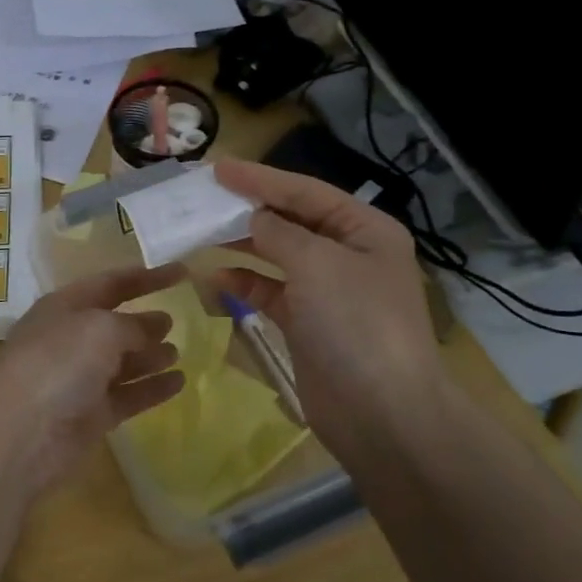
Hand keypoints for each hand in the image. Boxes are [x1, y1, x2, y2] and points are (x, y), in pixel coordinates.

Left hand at [0, 263, 187, 493]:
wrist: (20, 432)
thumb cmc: (57, 363)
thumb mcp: (100, 329)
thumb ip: (133, 325)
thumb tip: (154, 328)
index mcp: (65, 307)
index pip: (111, 283)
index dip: (146, 277)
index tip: (182, 272)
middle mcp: (71, 340)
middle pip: (114, 324)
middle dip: (143, 320)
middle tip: (176, 319)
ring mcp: (80, 380)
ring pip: (122, 362)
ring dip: (149, 355)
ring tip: (177, 353)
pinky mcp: (91, 416)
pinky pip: (128, 396)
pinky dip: (152, 388)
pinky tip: (179, 383)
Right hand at [212, 159, 455, 460]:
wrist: (381, 413)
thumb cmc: (355, 324)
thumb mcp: (318, 264)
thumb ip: (279, 233)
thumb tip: (255, 219)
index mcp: (365, 231)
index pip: (306, 192)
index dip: (261, 178)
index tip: (218, 168)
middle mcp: (348, 255)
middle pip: (291, 220)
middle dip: (249, 209)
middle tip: (204, 197)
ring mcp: (328, 292)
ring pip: (277, 256)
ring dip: (242, 245)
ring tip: (201, 232)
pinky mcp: (308, 324)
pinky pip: (270, 292)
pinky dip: (244, 283)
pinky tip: (214, 278)